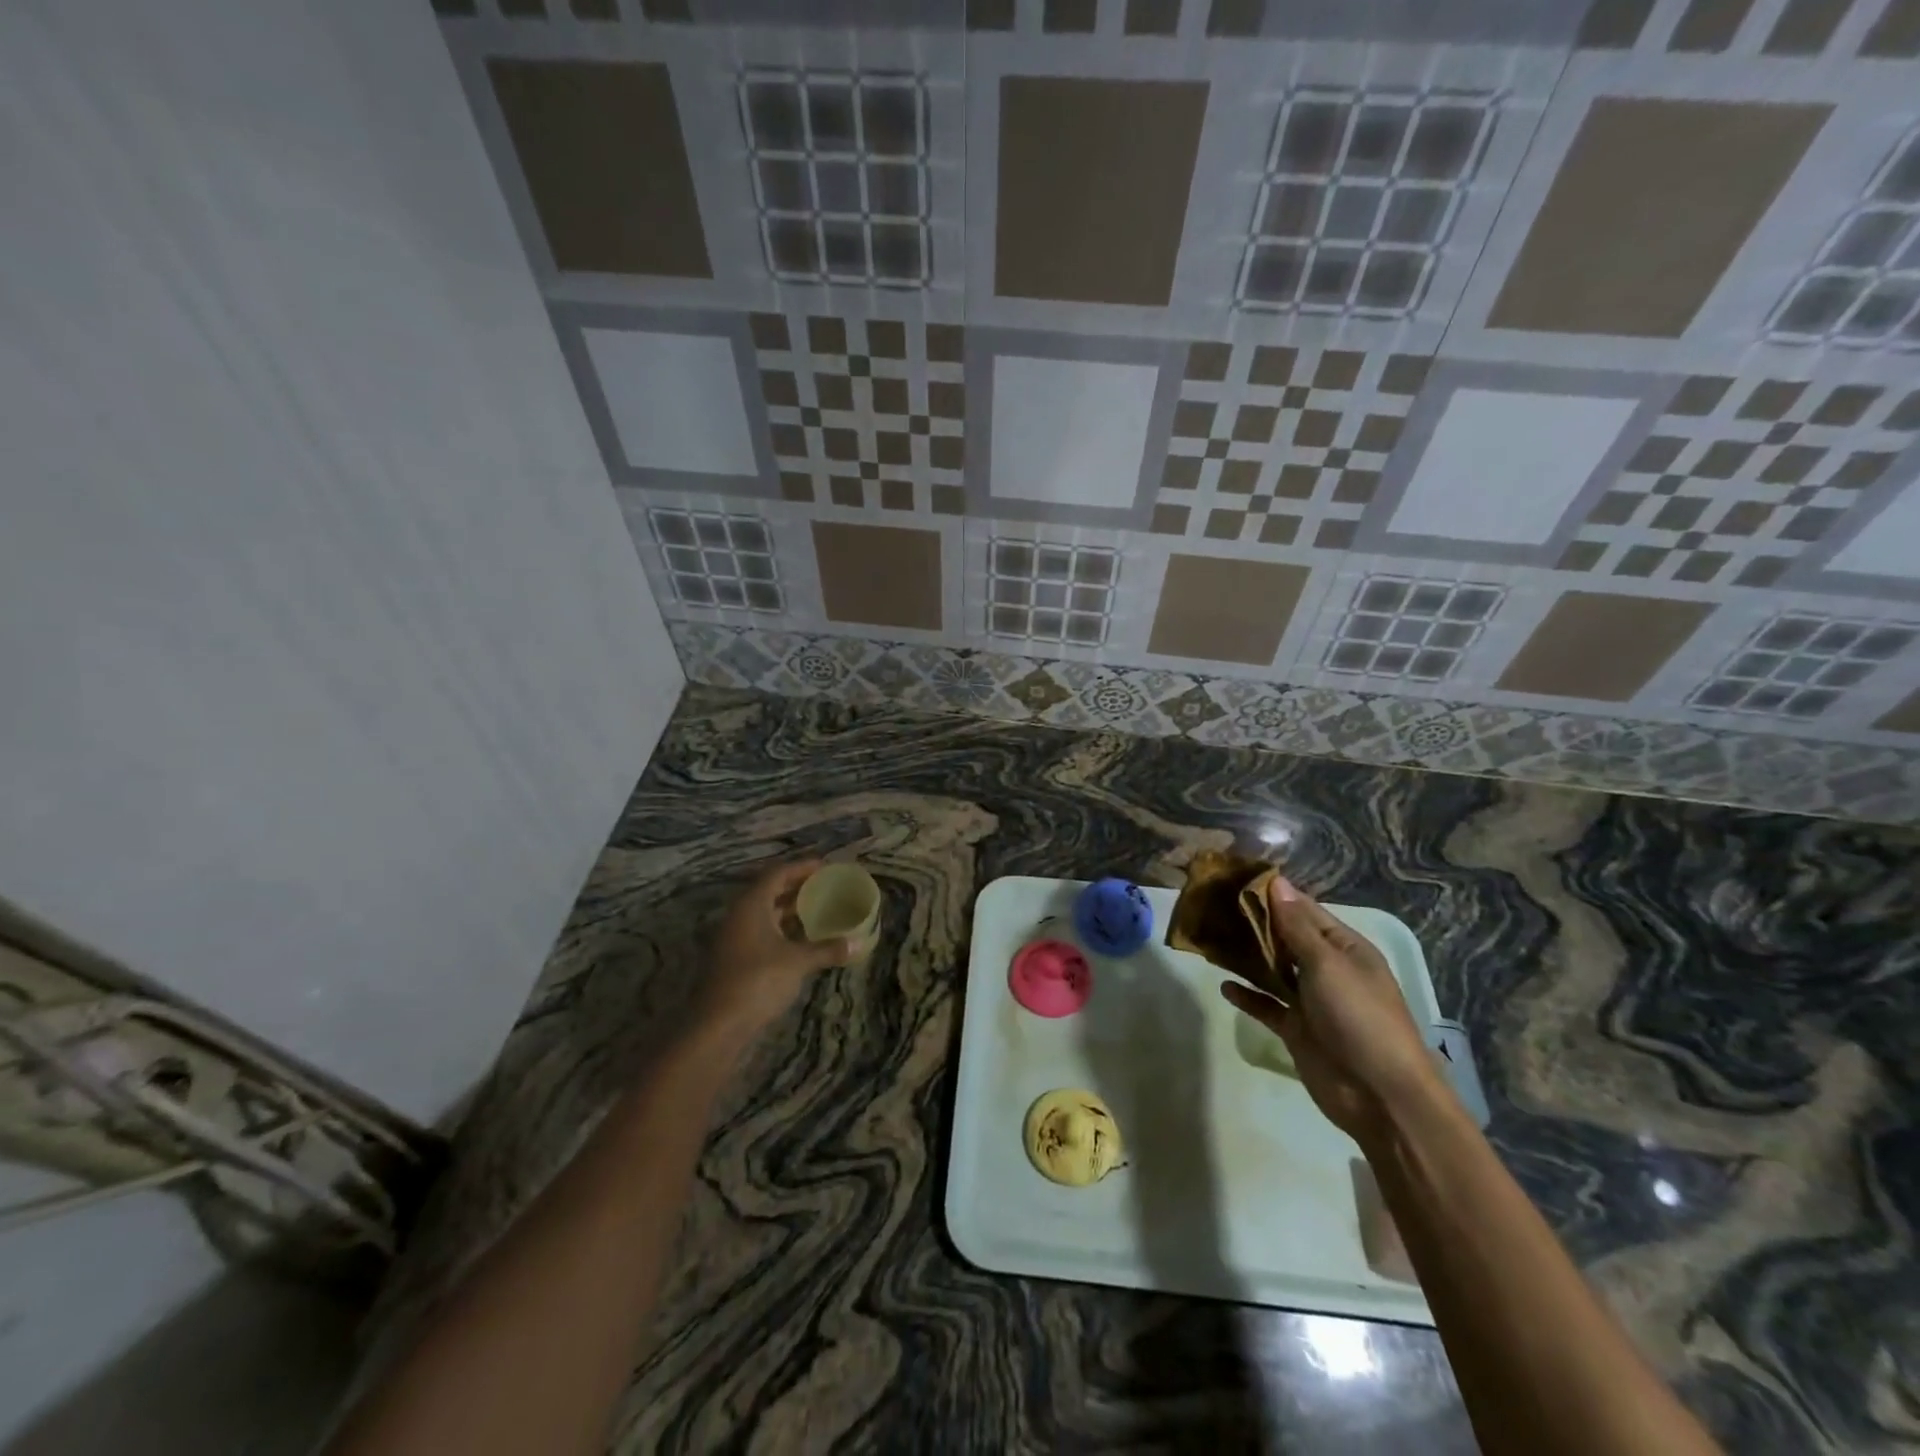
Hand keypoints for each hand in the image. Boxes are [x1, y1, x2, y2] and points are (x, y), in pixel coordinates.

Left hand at [697, 860, 853, 1038]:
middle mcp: (739, 915)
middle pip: (769, 891)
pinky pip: (760, 932)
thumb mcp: (797, 962)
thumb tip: (858, 943)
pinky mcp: (733, 959)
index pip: (777, 873)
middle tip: (824, 887)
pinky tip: (801, 940)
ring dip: (788, 910)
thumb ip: (827, 949)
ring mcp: (733, 938)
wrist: (717, 1025)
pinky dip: (781, 930)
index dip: (801, 867)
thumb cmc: (758, 981)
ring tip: (817, 910)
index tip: (824, 866)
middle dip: (796, 887)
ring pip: (764, 913)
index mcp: (751, 905)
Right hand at [1219, 877, 1443, 1145]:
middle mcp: (1327, 969)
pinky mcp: (1296, 1028)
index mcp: (1344, 947)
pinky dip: (1247, 994)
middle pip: (1284, 938)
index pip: (1303, 910)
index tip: (1234, 878)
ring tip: (1210, 939)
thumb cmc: (1359, 1017)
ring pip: (1272, 970)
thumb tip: (1277, 882)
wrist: (1380, 1095)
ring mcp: (1311, 1000)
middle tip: (1211, 906)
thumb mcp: (1327, 964)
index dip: (1272, 894)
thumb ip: (1296, 926)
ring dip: (1246, 956)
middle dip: (1253, 923)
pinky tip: (1224, 985)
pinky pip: (1266, 1005)